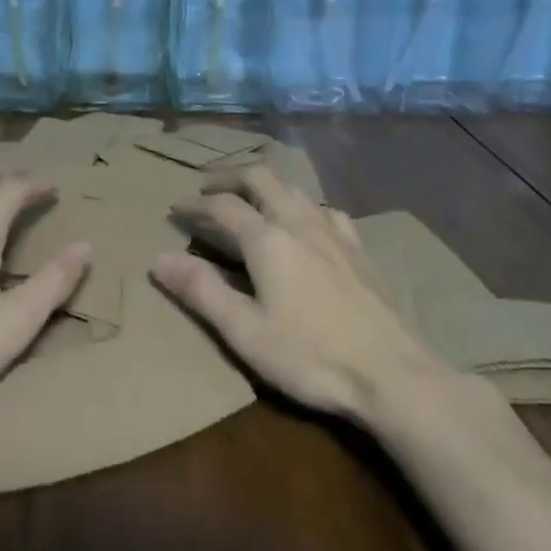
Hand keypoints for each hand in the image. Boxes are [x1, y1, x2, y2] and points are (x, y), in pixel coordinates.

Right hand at [153, 165, 440, 421]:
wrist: (392, 373)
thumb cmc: (310, 356)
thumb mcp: (244, 331)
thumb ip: (201, 291)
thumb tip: (158, 259)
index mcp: (268, 239)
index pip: (223, 205)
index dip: (195, 204)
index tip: (176, 210)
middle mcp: (300, 222)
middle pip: (261, 178)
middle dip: (230, 177)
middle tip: (208, 189)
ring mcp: (334, 232)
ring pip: (294, 189)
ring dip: (265, 187)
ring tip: (249, 202)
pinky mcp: (358, 248)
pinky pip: (324, 209)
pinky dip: (301, 206)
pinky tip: (305, 225)